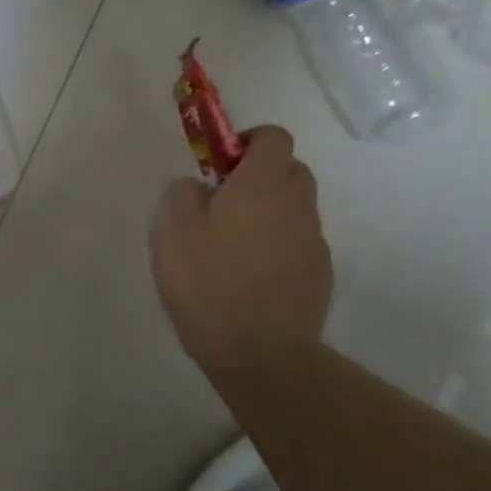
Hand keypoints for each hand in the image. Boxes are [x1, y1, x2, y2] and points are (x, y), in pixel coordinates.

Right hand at [149, 126, 331, 373]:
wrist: (260, 353)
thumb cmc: (208, 282)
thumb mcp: (171, 229)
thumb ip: (183, 192)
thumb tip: (199, 186)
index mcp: (262, 185)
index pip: (273, 137)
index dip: (247, 141)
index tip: (220, 165)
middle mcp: (297, 205)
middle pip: (289, 169)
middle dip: (260, 175)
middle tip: (222, 202)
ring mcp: (314, 242)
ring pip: (294, 209)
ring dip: (268, 213)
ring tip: (231, 247)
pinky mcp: (320, 275)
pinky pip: (297, 243)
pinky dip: (277, 247)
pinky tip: (249, 277)